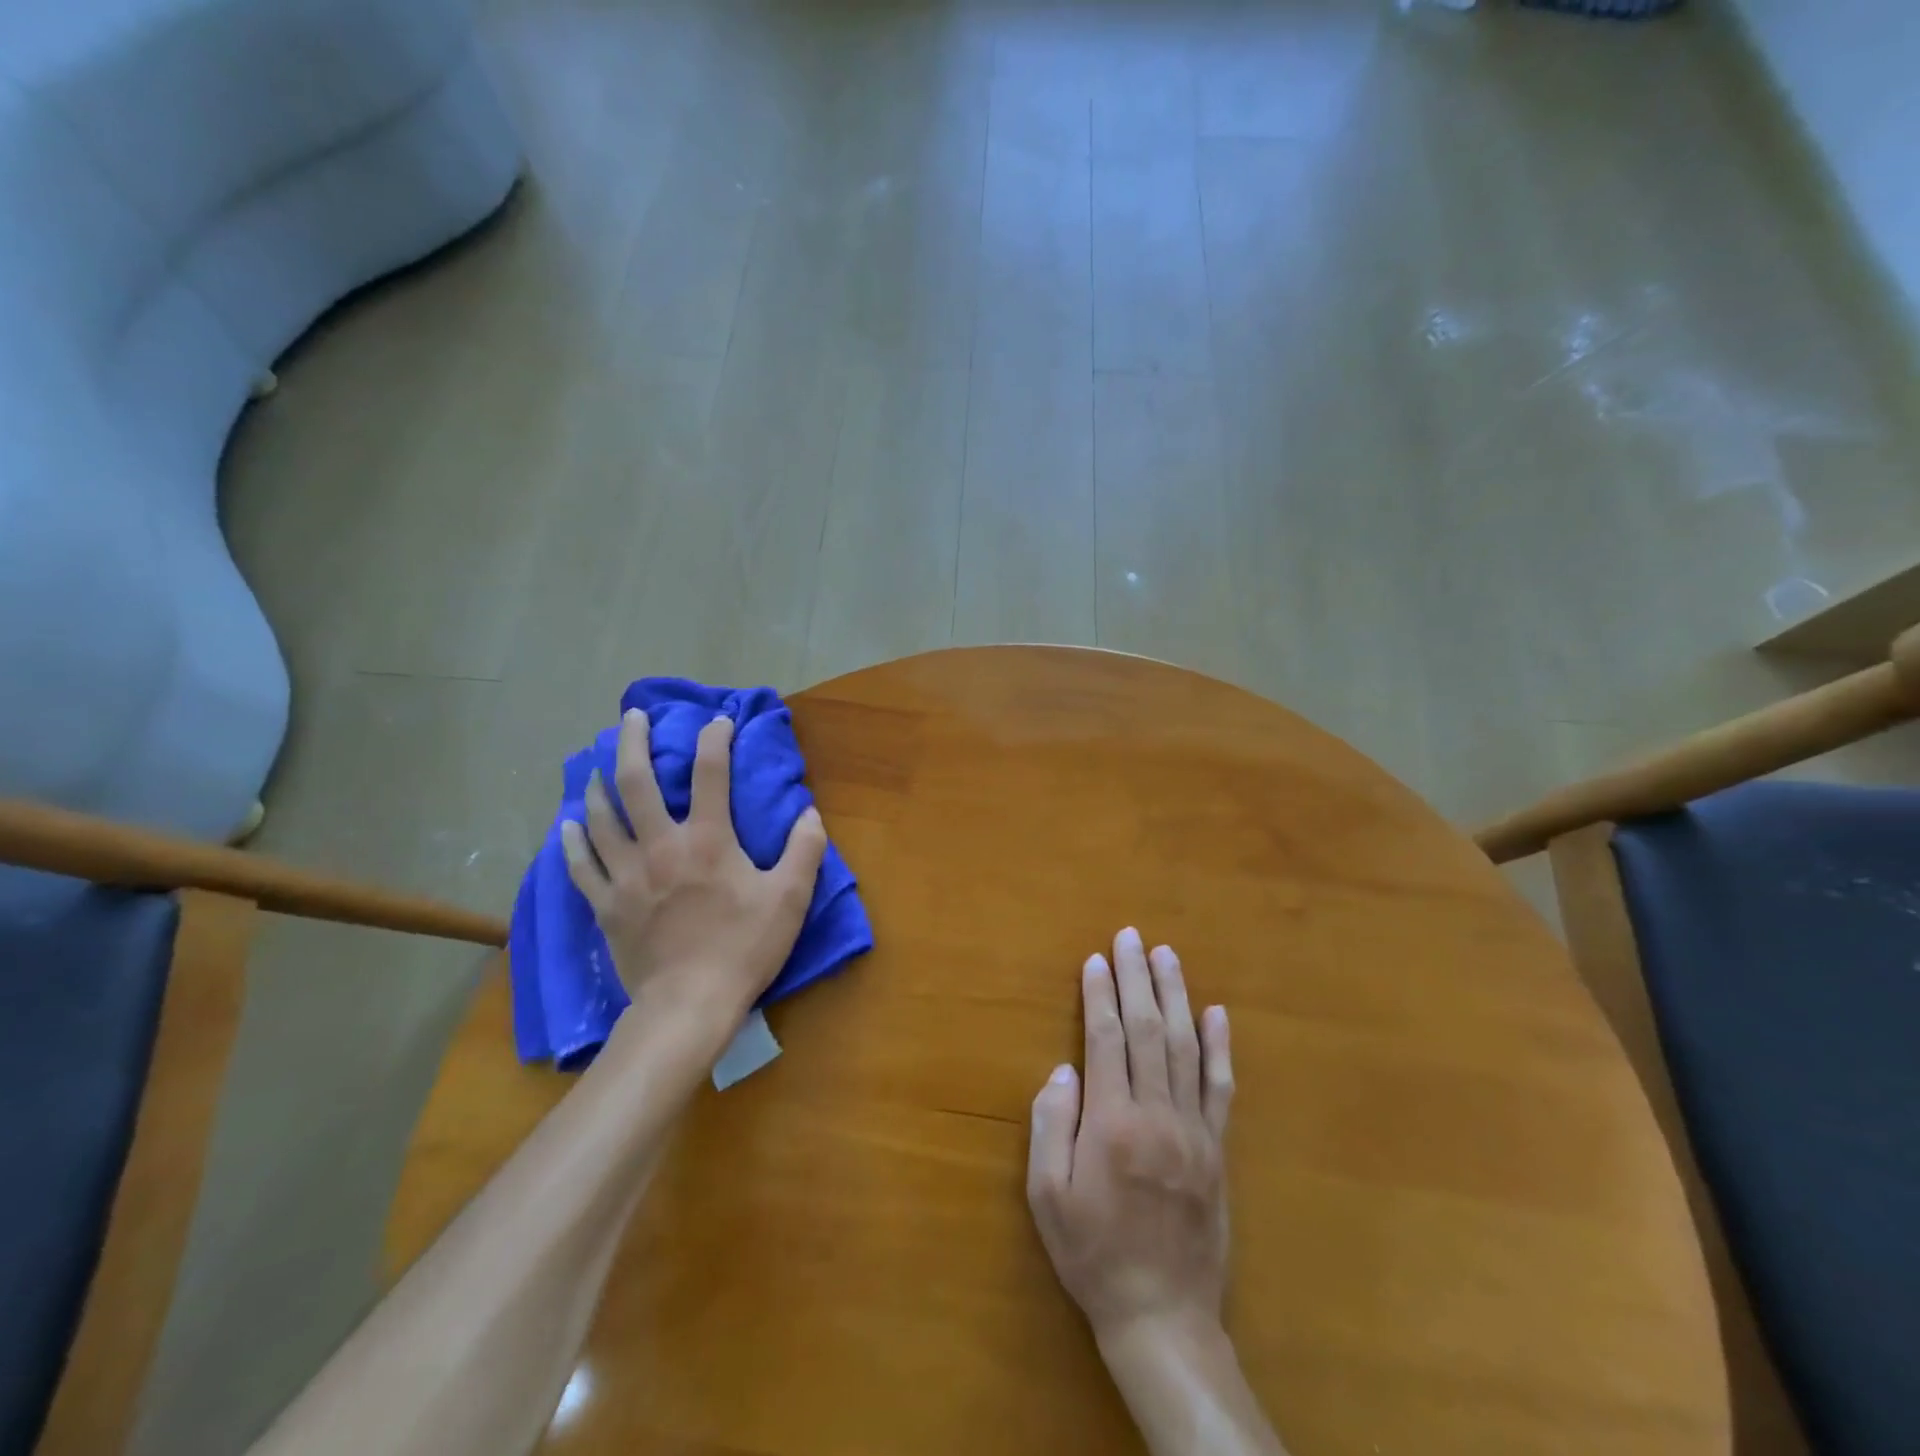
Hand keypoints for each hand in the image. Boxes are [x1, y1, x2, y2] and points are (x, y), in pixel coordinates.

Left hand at [561, 708, 827, 1029]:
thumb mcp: (790, 898)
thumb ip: (805, 849)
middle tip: (631, 717)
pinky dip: (572, 842)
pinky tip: (567, 826)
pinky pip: (580, 866)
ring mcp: (626, 875)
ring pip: (601, 817)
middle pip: (636, 782)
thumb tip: (809, 813)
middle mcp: (660, 845)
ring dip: (598, 785)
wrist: (689, 1005)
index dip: (714, 739)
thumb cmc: (744, 948)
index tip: (718, 722)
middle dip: (632, 742)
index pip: (710, 772)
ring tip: (596, 765)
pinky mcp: (606, 905)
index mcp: (708, 839)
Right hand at [1027, 928, 1233, 1343]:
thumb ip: (1050, 1127)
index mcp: (1112, 1123)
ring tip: (1167, 956)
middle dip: (1137, 978)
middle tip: (1131, 936)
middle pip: (1148, 1029)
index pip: (1106, 1039)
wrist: (1162, 1315)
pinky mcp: (1217, 1148)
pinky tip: (1216, 1013)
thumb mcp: (1047, 1197)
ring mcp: (1194, 1129)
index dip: (1100, 994)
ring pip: (1186, 1047)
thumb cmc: (1093, 1253)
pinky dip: (1219, 1046)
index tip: (1095, 959)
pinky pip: (1220, 1087)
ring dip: (1176, 995)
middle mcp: (1157, 1114)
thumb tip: (1064, 1070)